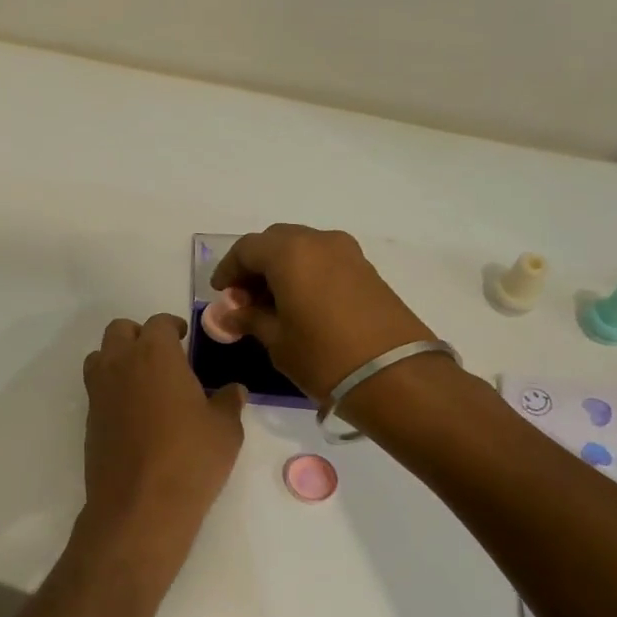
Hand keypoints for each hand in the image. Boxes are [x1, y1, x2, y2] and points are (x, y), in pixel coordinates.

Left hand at [81, 314, 245, 554]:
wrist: (140, 505)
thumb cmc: (190, 459)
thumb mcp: (225, 430)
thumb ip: (228, 403)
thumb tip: (234, 390)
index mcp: (156, 354)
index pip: (158, 323)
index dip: (172, 326)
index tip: (183, 337)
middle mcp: (121, 364)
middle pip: (120, 330)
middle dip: (139, 335)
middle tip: (162, 354)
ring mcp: (99, 392)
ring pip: (101, 356)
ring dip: (118, 358)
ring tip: (143, 379)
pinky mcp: (89, 420)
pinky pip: (97, 389)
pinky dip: (112, 388)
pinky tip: (134, 412)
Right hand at [209, 224, 435, 402]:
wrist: (396, 376)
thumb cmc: (323, 357)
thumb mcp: (277, 341)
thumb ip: (250, 319)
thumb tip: (231, 313)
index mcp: (290, 252)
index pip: (246, 249)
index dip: (228, 269)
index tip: (220, 294)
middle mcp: (319, 241)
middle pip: (276, 242)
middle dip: (255, 266)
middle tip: (244, 299)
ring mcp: (348, 253)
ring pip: (302, 249)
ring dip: (281, 269)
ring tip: (272, 306)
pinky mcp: (367, 270)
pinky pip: (324, 261)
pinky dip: (305, 274)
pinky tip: (300, 306)